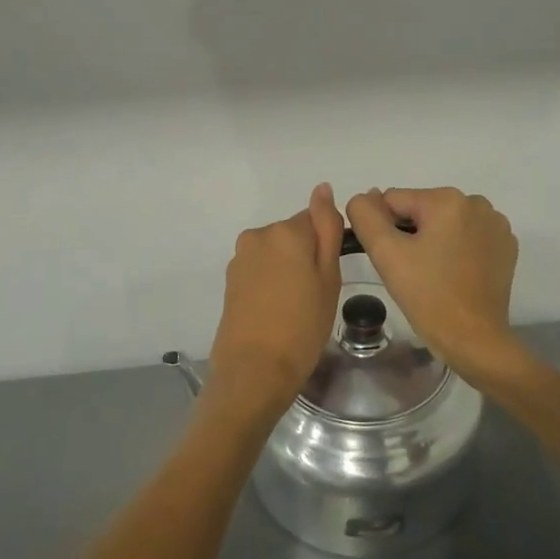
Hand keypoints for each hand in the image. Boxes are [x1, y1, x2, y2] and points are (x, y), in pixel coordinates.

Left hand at [207, 184, 345, 423]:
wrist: (254, 370)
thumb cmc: (303, 327)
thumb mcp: (328, 278)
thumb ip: (327, 229)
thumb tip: (323, 188)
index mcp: (287, 231)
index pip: (317, 219)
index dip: (326, 247)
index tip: (328, 276)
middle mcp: (260, 234)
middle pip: (294, 234)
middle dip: (305, 255)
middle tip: (315, 295)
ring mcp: (241, 256)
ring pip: (276, 251)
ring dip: (287, 268)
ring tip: (294, 307)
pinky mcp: (231, 277)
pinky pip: (260, 268)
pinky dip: (270, 282)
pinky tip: (275, 311)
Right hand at [344, 187, 529, 388]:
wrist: (474, 340)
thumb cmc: (428, 296)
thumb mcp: (386, 253)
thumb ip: (365, 216)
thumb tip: (364, 197)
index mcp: (447, 199)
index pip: (394, 200)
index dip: (385, 230)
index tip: (394, 260)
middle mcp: (476, 202)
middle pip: (422, 209)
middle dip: (411, 234)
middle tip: (411, 271)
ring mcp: (496, 225)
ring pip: (445, 223)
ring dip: (434, 241)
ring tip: (433, 275)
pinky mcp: (506, 247)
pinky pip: (469, 236)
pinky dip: (458, 250)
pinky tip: (455, 276)